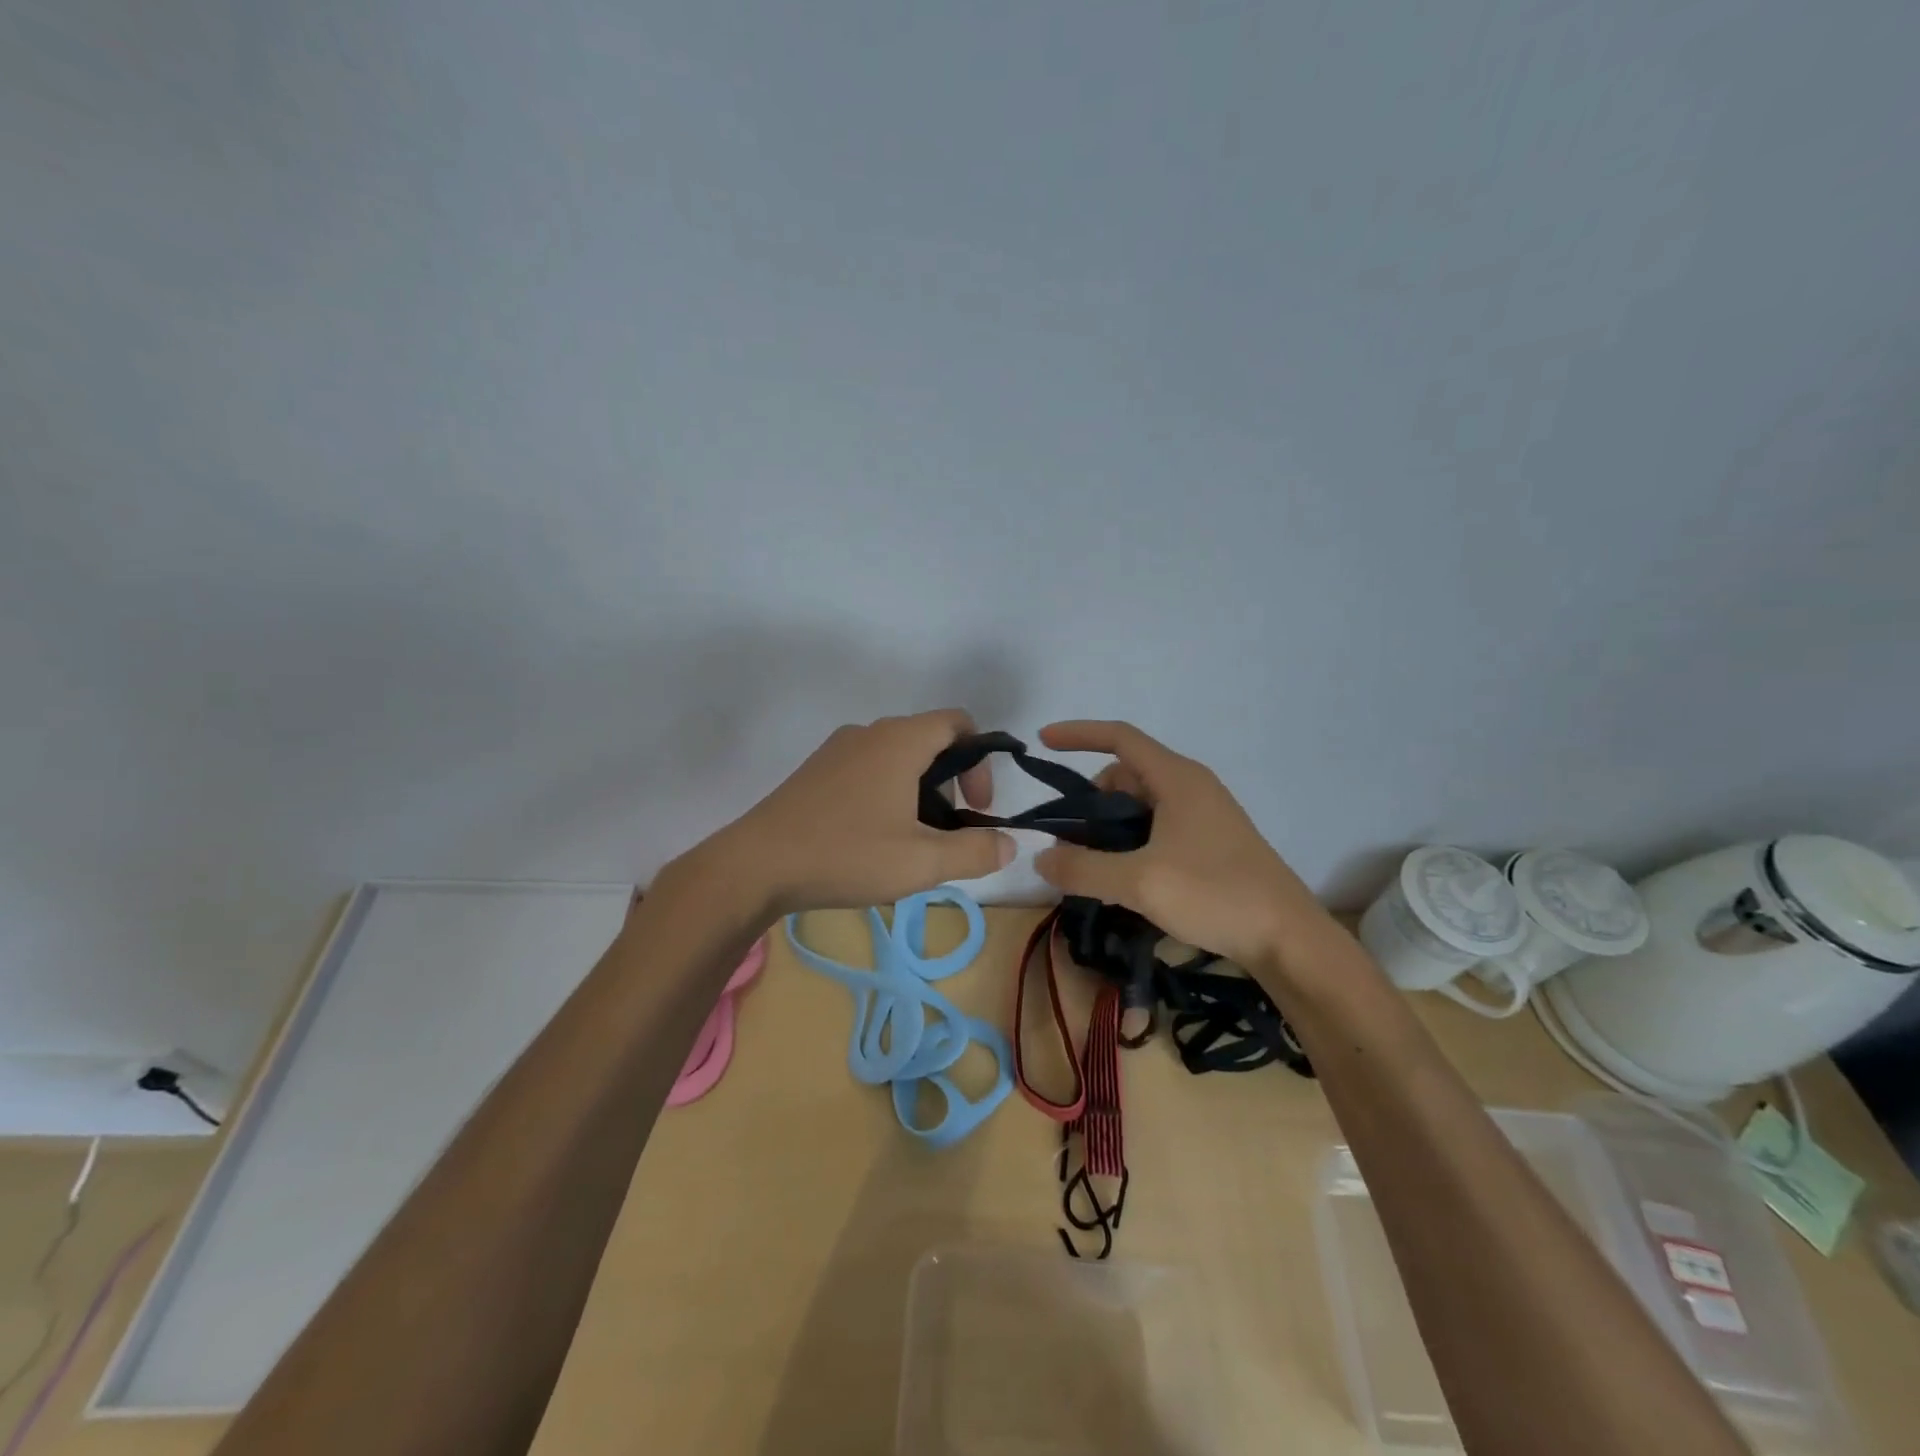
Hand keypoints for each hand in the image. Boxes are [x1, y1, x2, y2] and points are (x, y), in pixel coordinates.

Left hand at [697, 709, 1015, 917]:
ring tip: (913, 839)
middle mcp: (870, 732)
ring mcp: (838, 749)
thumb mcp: (921, 862)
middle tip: (950, 830)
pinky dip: (888, 791)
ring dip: (920, 789)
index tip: (978, 807)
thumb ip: (975, 851)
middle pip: (930, 739)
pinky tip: (874, 837)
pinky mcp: (816, 770)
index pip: (959, 722)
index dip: (981, 761)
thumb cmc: (845, 855)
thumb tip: (1010, 843)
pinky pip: (868, 767)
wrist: (755, 865)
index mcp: (900, 741)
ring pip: (897, 756)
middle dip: (952, 780)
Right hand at [1031, 720, 1336, 971]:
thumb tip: (1041, 857)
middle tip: (1070, 840)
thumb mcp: (1140, 882)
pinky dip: (1131, 843)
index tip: (1042, 742)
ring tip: (1093, 866)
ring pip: (1140, 805)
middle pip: (1125, 775)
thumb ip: (1083, 868)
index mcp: (1177, 778)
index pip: (1119, 737)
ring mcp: (1204, 815)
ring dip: (1110, 827)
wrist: (1288, 938)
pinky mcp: (1211, 843)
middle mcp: (1190, 787)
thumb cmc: (1215, 893)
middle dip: (1090, 800)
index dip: (1078, 734)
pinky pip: (1157, 827)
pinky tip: (1124, 879)